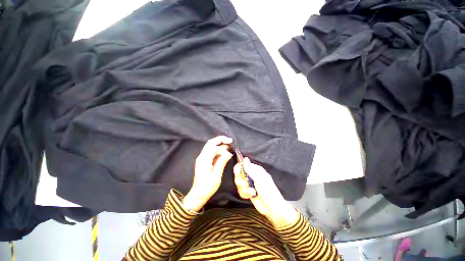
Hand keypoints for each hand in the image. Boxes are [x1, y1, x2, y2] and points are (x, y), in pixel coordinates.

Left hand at [183, 136, 232, 211]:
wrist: (198, 195)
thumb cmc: (207, 187)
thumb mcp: (216, 176)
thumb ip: (221, 162)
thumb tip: (228, 153)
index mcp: (204, 160)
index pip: (213, 148)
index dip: (223, 149)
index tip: (229, 154)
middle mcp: (202, 157)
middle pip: (210, 143)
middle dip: (220, 139)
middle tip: (230, 140)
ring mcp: (203, 158)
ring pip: (211, 146)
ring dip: (220, 143)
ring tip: (229, 143)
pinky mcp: (205, 161)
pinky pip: (212, 151)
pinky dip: (219, 149)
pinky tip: (225, 150)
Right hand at [234, 158, 298, 227]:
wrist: (271, 208)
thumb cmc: (268, 191)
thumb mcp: (259, 178)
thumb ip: (250, 169)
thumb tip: (245, 158)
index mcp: (255, 170)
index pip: (243, 165)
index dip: (239, 168)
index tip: (238, 172)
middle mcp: (251, 175)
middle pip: (238, 174)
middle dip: (241, 181)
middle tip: (246, 184)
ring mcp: (249, 184)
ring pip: (239, 183)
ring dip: (244, 189)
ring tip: (252, 192)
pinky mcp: (247, 192)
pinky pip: (240, 191)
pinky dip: (245, 194)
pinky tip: (251, 196)